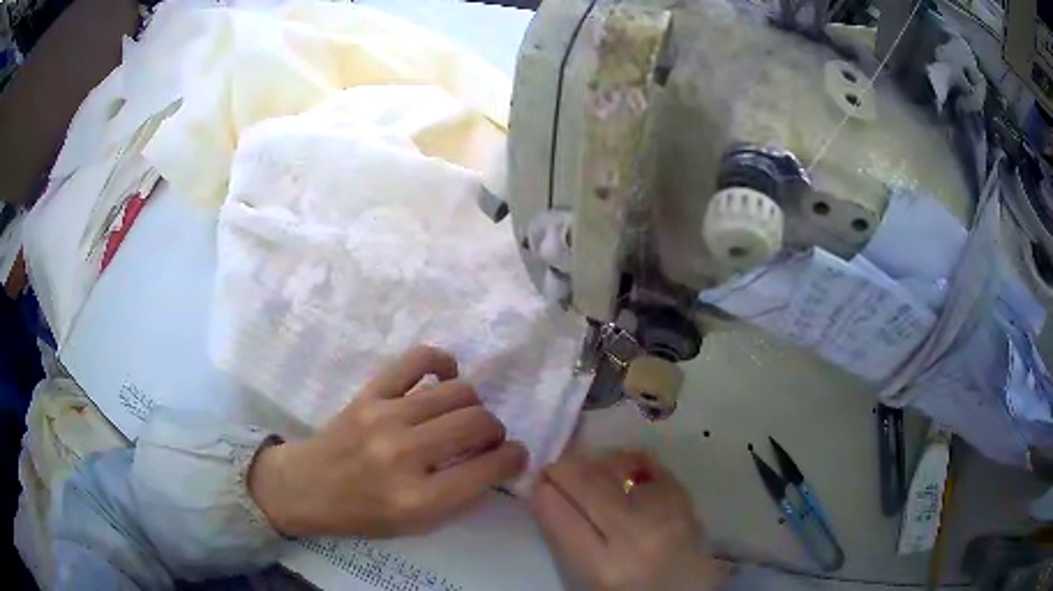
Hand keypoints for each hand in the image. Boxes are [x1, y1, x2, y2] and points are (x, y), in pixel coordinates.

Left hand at [249, 345, 527, 537]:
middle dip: (496, 431)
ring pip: (458, 392)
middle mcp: (404, 454)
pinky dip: (442, 362)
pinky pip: (417, 360)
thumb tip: (497, 461)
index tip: (515, 455)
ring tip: (464, 416)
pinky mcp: (370, 393)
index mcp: (418, 499)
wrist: (308, 487)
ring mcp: (384, 417)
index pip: (488, 469)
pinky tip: (446, 376)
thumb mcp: (418, 525)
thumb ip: (461, 496)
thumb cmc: (364, 514)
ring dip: (473, 404)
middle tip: (487, 440)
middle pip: (477, 423)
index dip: (514, 459)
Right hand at [529, 451, 729, 590]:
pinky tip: (617, 469)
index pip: (559, 513)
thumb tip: (545, 493)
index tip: (536, 484)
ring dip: (591, 462)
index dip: (542, 491)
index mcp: (603, 567)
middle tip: (554, 470)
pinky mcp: (686, 498)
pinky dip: (625, 461)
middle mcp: (636, 535)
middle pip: (587, 482)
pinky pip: (647, 463)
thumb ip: (564, 539)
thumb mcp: (587, 580)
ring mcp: (666, 512)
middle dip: (562, 469)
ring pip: (616, 466)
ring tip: (585, 470)